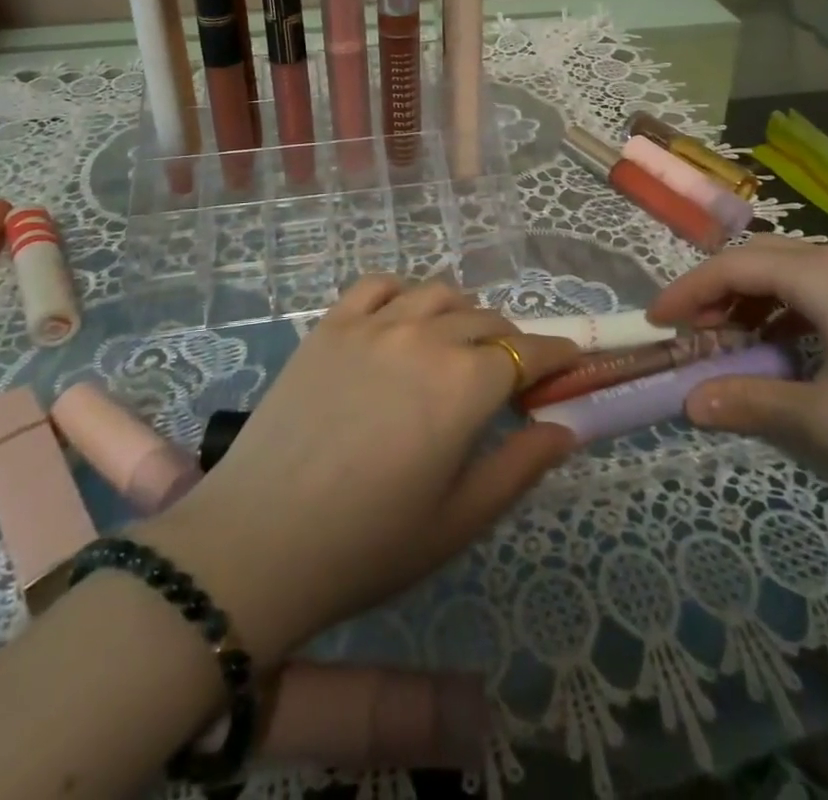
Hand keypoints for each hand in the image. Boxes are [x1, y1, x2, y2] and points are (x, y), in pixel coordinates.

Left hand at [135, 276, 582, 661]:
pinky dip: (403, 293)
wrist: (259, 542)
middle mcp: (426, 336)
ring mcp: (374, 323)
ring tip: (457, 347)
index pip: (529, 353)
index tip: (569, 364)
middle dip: (511, 344)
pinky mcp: (331, 324)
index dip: (557, 356)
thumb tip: (566, 428)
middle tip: (508, 379)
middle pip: (487, 320)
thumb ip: (521, 467)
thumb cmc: (369, 544)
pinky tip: (402, 320)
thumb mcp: (459, 520)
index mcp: (466, 383)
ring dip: (462, 314)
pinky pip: (379, 284)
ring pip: (438, 293)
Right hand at [649, 236, 827, 518]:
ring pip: (787, 273)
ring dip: (749, 301)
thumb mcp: (824, 420)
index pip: (730, 267)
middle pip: (756, 259)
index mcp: (817, 276)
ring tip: (732, 341)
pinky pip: (817, 293)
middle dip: (715, 291)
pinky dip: (784, 312)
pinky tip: (786, 349)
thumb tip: (689, 402)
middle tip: (691, 333)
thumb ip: (750, 402)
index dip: (686, 292)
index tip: (656, 323)